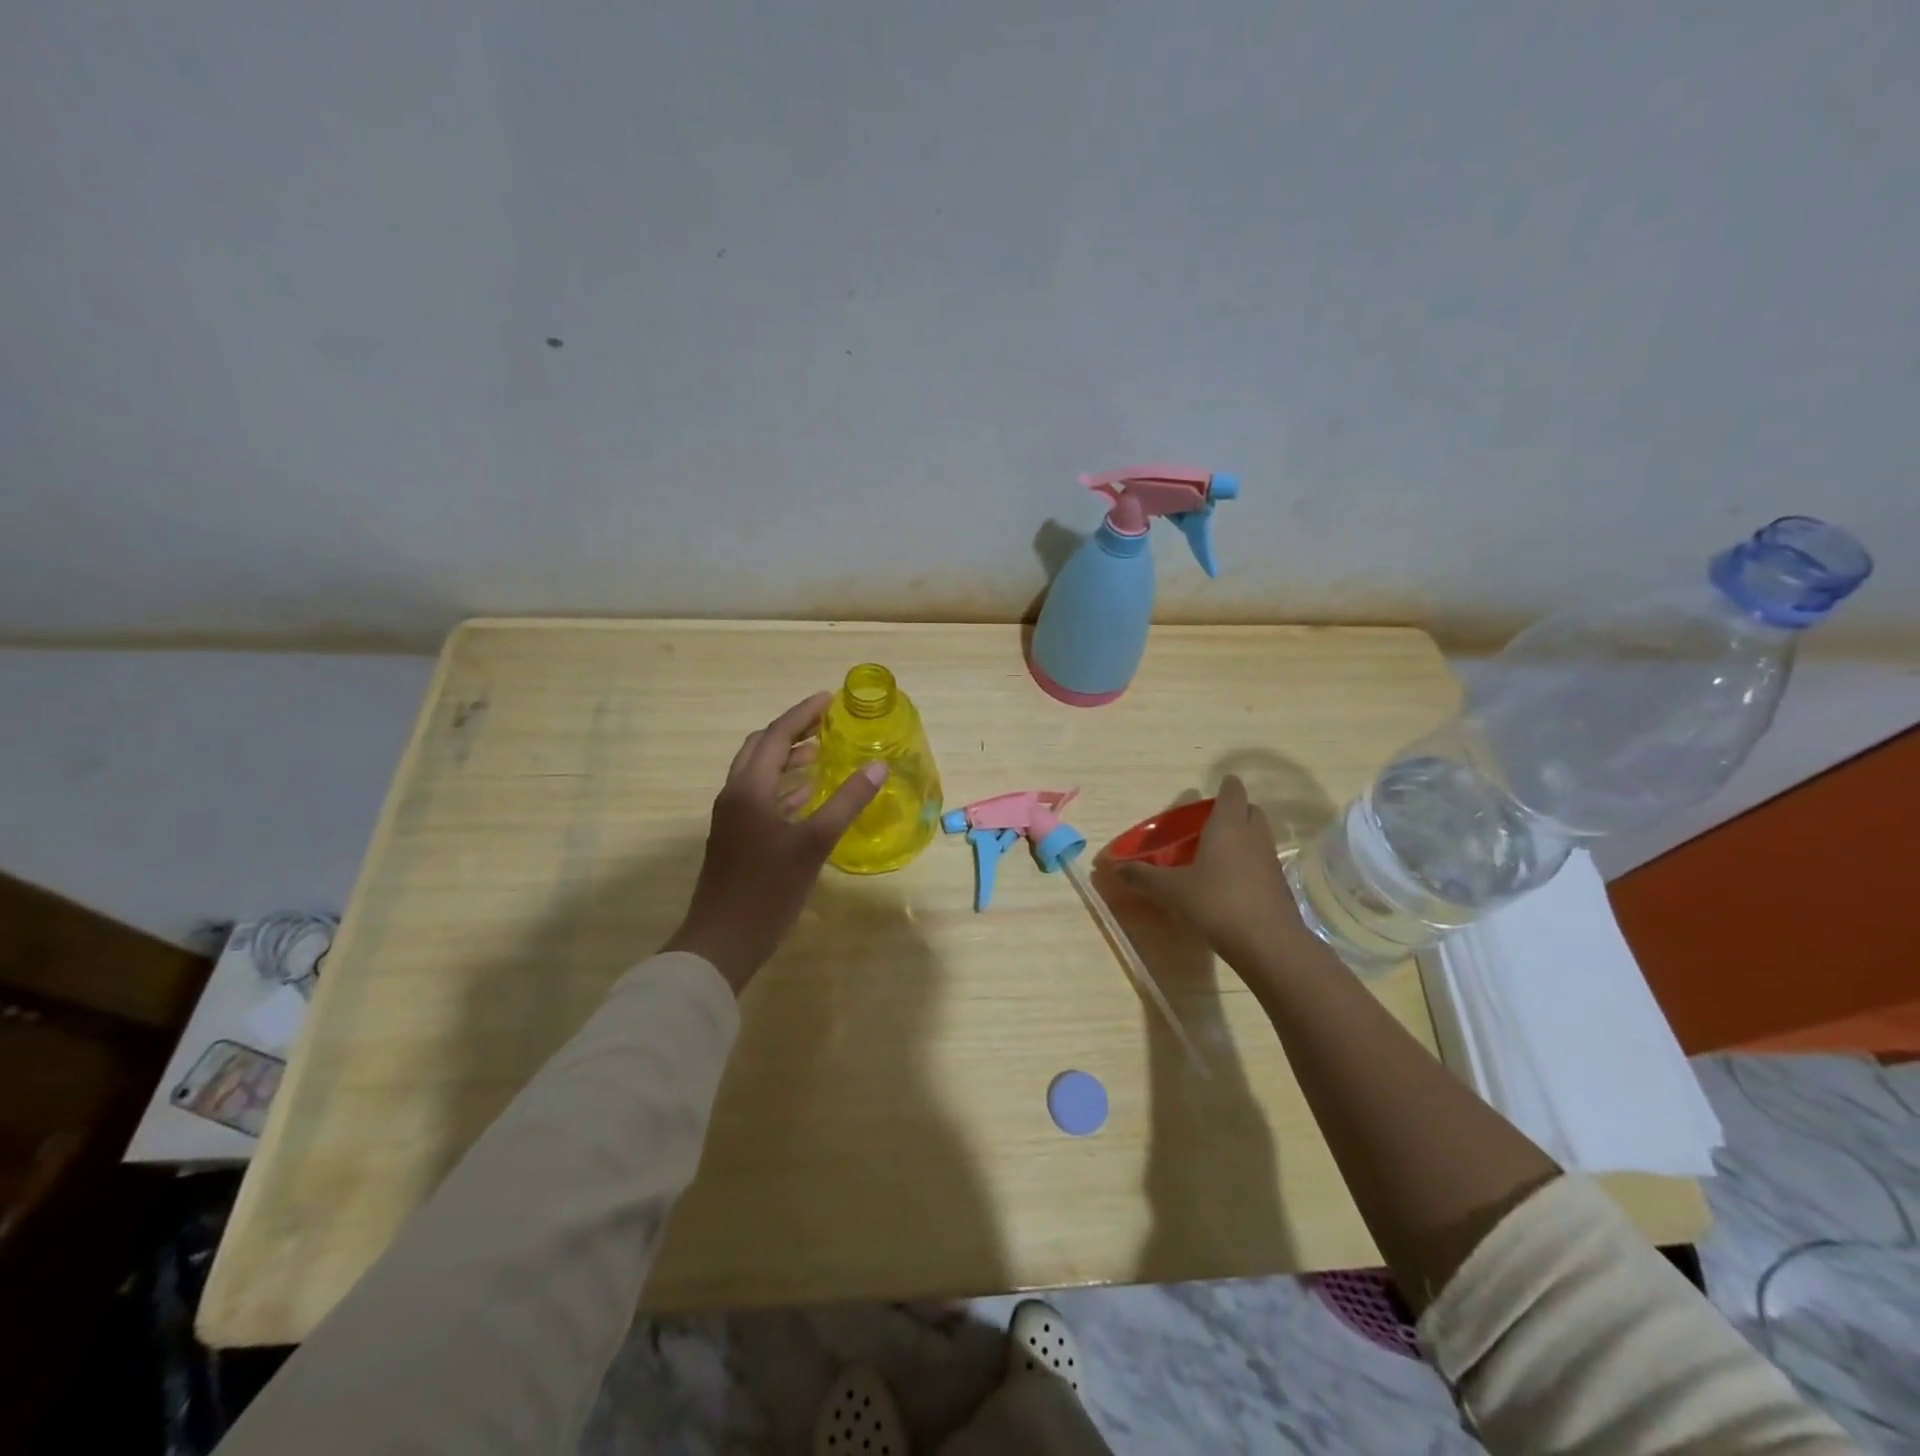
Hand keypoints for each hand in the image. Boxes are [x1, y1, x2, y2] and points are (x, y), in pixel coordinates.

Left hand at [663, 692, 886, 994]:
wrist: (721, 942)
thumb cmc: (767, 890)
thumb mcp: (814, 844)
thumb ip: (846, 802)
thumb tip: (878, 767)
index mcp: (748, 789)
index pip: (776, 736)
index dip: (802, 714)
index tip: (829, 699)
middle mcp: (735, 795)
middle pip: (761, 749)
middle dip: (792, 731)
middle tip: (826, 723)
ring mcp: (732, 818)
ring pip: (759, 774)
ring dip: (787, 759)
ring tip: (821, 753)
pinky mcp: (736, 839)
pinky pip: (760, 798)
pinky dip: (783, 788)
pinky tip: (807, 796)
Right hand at [1118, 775, 1321, 986]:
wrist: (1268, 944)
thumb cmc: (1217, 903)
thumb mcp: (1171, 890)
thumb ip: (1143, 876)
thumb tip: (1115, 867)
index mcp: (1228, 825)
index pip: (1232, 791)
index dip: (1225, 786)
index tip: (1214, 790)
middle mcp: (1253, 835)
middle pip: (1249, 810)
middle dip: (1233, 811)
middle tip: (1209, 823)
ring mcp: (1269, 860)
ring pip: (1258, 836)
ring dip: (1242, 837)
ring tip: (1215, 853)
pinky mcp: (1278, 884)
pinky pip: (1261, 861)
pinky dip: (1248, 862)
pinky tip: (1228, 882)